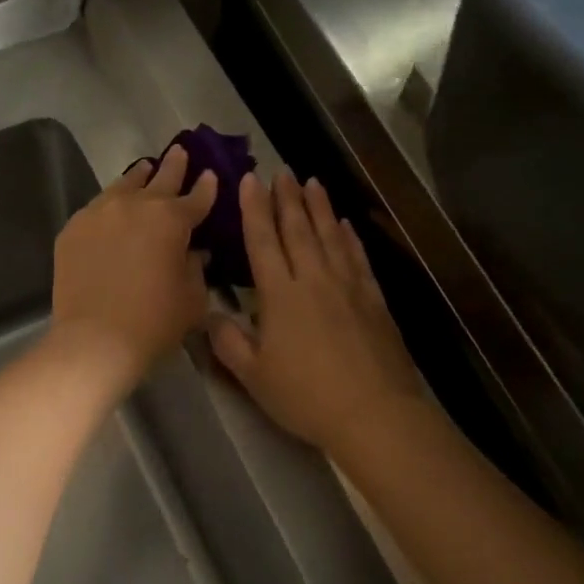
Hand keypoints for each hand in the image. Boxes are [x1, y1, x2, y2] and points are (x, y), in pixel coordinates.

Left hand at [49, 147, 217, 394]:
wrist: (95, 338)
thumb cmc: (154, 322)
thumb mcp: (192, 298)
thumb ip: (195, 268)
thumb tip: (191, 252)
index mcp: (171, 219)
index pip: (196, 198)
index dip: (206, 187)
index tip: (210, 175)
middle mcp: (135, 206)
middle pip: (159, 179)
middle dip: (174, 166)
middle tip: (180, 152)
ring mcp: (99, 213)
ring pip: (123, 186)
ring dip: (138, 178)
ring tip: (144, 169)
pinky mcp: (73, 229)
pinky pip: (96, 209)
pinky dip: (109, 205)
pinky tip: (110, 209)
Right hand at [210, 172, 424, 452]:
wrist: (373, 413)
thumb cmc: (305, 396)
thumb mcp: (254, 375)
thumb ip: (228, 342)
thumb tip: (209, 313)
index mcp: (281, 295)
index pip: (263, 241)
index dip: (254, 209)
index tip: (250, 180)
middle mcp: (314, 279)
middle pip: (299, 230)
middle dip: (287, 198)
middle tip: (282, 171)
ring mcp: (348, 287)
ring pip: (331, 236)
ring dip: (320, 208)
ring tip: (312, 182)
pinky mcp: (374, 300)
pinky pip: (358, 258)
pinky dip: (349, 238)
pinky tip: (345, 225)